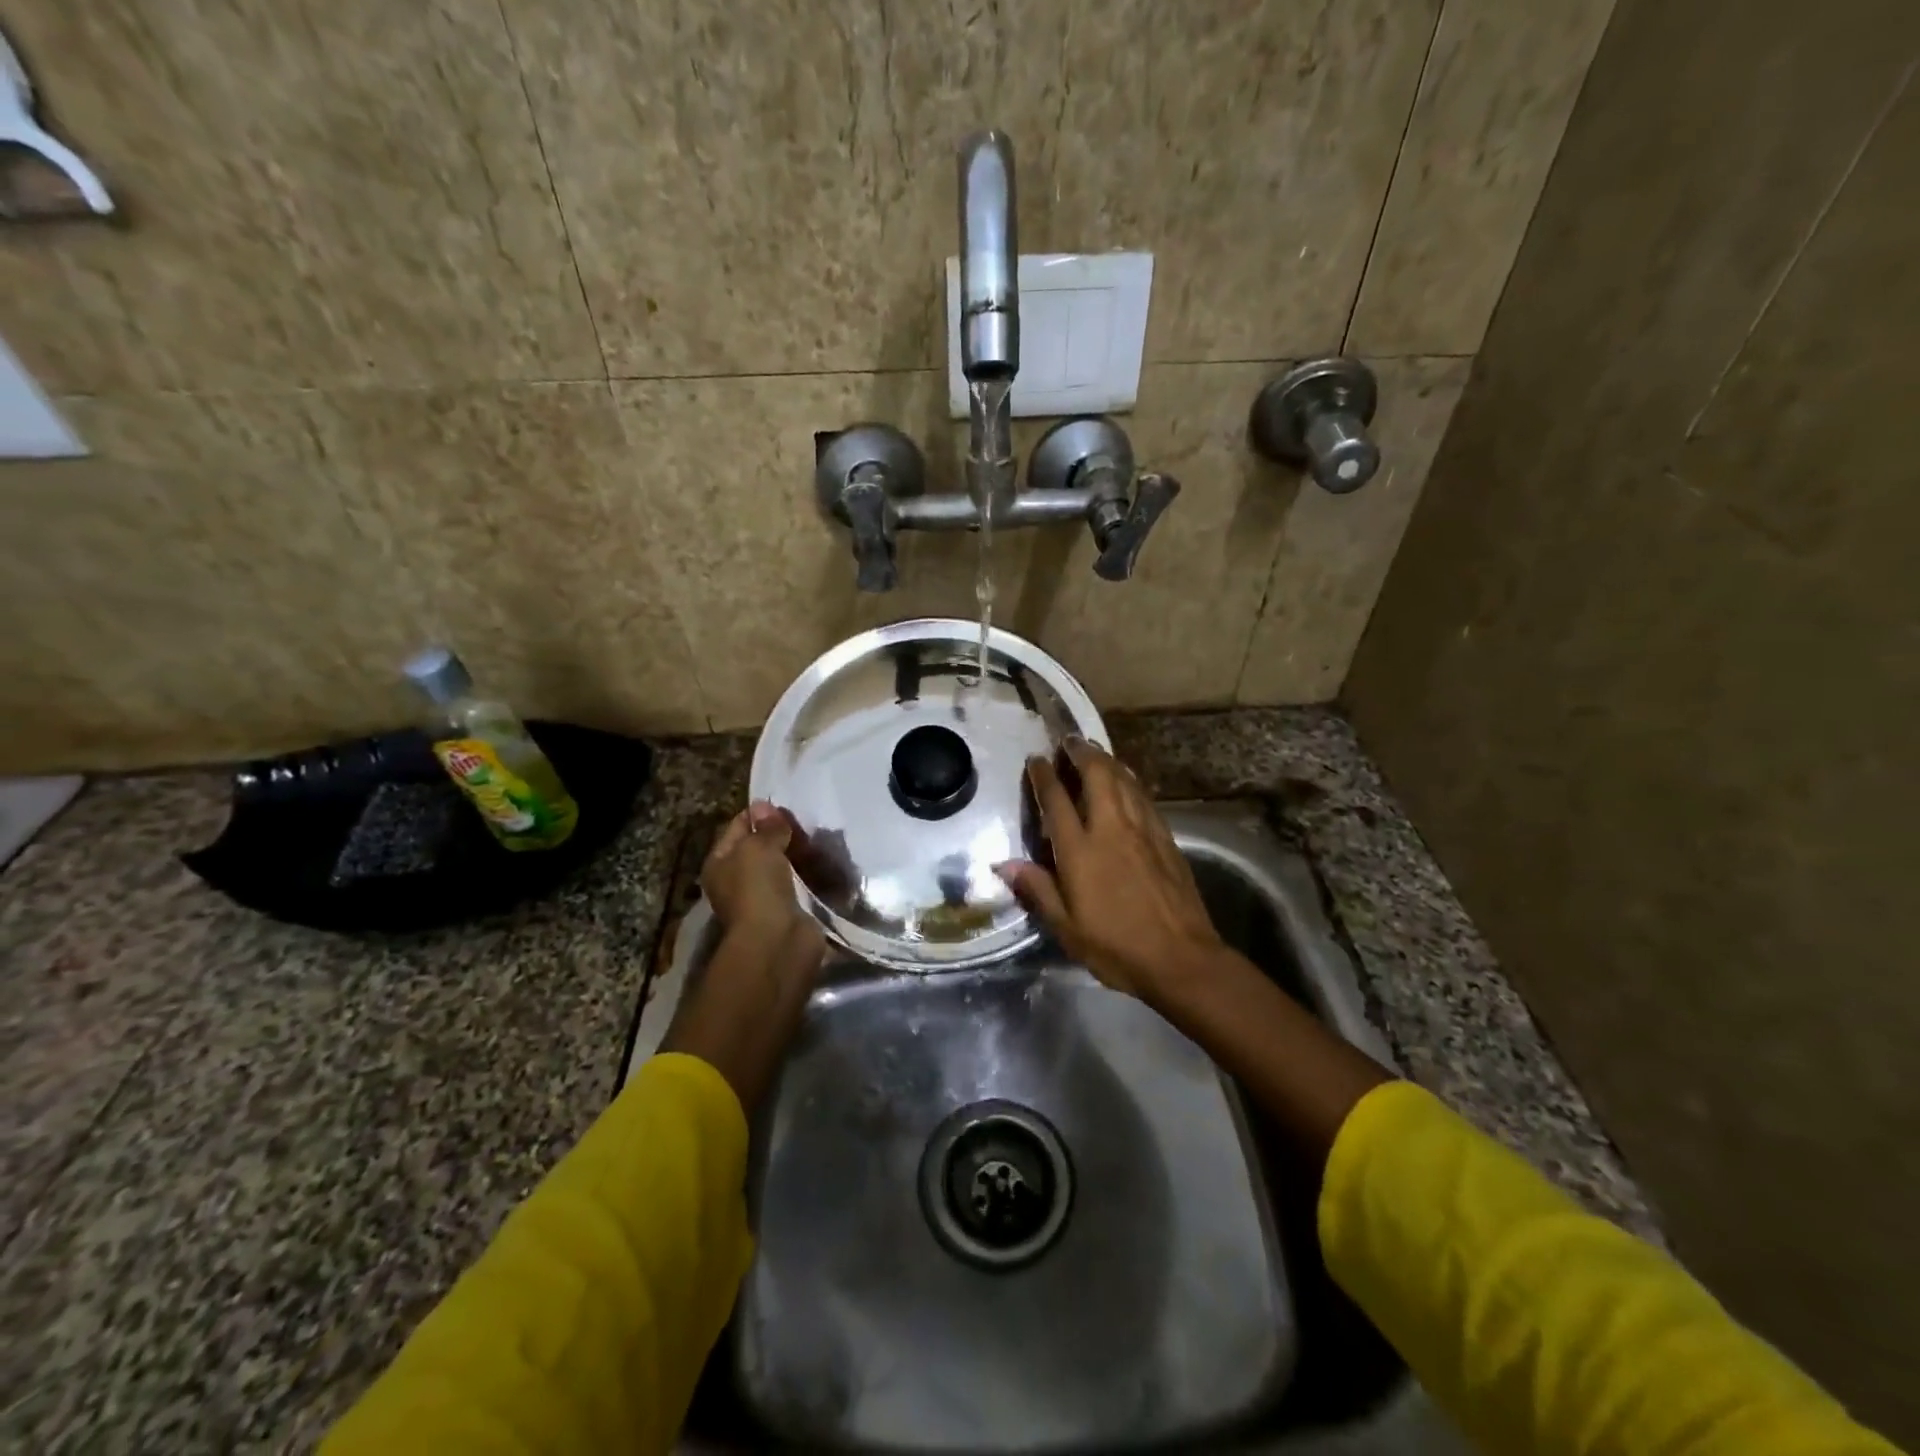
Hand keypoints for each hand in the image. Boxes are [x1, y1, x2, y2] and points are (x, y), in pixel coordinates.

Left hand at [702, 801, 819, 950]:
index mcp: (719, 864)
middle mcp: (737, 882)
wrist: (778, 941)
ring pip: (783, 867)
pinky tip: (829, 863)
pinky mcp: (790, 912)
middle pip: (760, 849)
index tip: (783, 804)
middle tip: (807, 821)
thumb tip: (766, 806)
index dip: (758, 814)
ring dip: (800, 855)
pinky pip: (801, 886)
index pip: (736, 828)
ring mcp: (764, 899)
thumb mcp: (757, 847)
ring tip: (823, 838)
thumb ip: (766, 827)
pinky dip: (813, 876)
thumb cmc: (757, 889)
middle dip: (782, 835)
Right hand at [997, 740, 1227, 1005]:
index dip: (1044, 776)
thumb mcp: (1066, 927)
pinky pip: (1143, 796)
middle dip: (1081, 752)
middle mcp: (1111, 829)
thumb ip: (1037, 889)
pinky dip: (1130, 780)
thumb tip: (1003, 864)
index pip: (1056, 801)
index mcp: (1081, 850)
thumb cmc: (1116, 947)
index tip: (1036, 759)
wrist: (1181, 958)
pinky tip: (1127, 781)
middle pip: (1097, 775)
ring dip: (1107, 760)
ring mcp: (1143, 830)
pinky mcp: (1165, 838)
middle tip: (1068, 740)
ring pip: (1124, 779)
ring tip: (1094, 751)